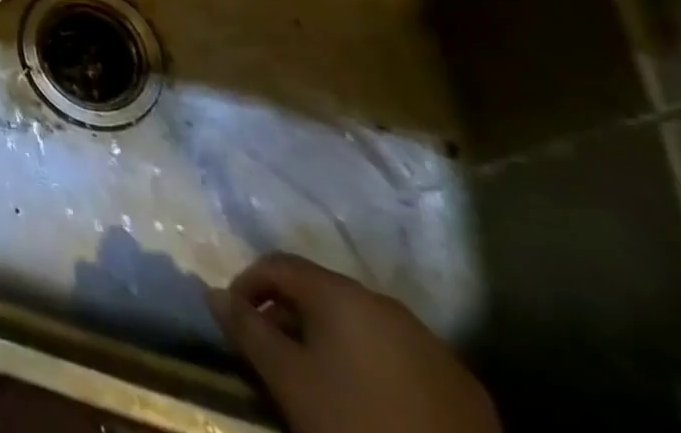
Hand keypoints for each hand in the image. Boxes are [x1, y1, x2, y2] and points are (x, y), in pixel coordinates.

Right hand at [208, 253, 500, 432]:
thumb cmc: (355, 425)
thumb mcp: (288, 380)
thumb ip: (246, 329)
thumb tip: (212, 292)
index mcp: (342, 293)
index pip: (278, 264)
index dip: (248, 285)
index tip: (237, 321)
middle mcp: (387, 303)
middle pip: (322, 292)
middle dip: (291, 316)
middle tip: (275, 355)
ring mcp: (434, 346)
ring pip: (365, 325)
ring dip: (334, 341)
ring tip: (322, 381)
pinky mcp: (467, 390)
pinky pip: (404, 359)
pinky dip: (377, 367)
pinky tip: (374, 405)